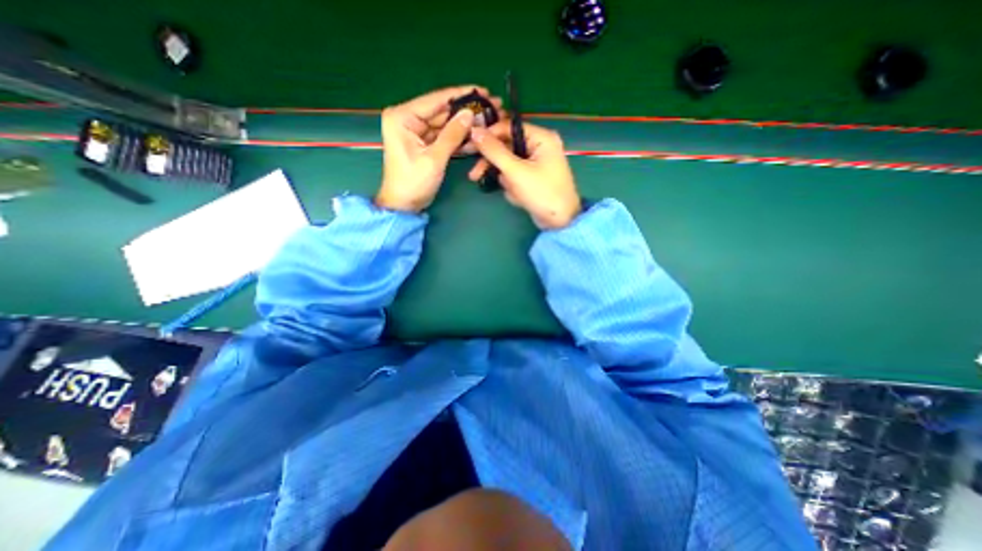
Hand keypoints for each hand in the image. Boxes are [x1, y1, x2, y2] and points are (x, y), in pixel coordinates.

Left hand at [376, 85, 498, 211]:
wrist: (404, 205)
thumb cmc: (413, 183)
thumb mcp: (434, 158)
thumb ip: (452, 135)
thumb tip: (470, 114)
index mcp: (403, 117)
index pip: (435, 100)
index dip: (460, 95)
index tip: (482, 90)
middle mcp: (408, 119)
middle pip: (442, 111)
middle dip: (465, 111)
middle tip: (490, 108)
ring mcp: (416, 132)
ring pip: (445, 124)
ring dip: (465, 125)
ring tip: (488, 122)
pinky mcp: (424, 144)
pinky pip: (444, 137)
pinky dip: (458, 138)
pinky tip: (475, 136)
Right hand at [469, 121, 581, 227]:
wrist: (560, 222)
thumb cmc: (542, 193)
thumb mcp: (515, 171)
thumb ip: (494, 151)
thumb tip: (474, 131)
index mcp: (541, 137)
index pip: (508, 128)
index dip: (488, 135)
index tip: (469, 146)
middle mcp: (539, 146)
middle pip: (506, 148)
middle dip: (495, 165)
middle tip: (474, 175)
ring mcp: (537, 163)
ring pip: (509, 165)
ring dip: (507, 181)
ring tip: (515, 193)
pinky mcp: (533, 178)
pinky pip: (516, 177)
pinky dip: (514, 188)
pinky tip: (520, 198)